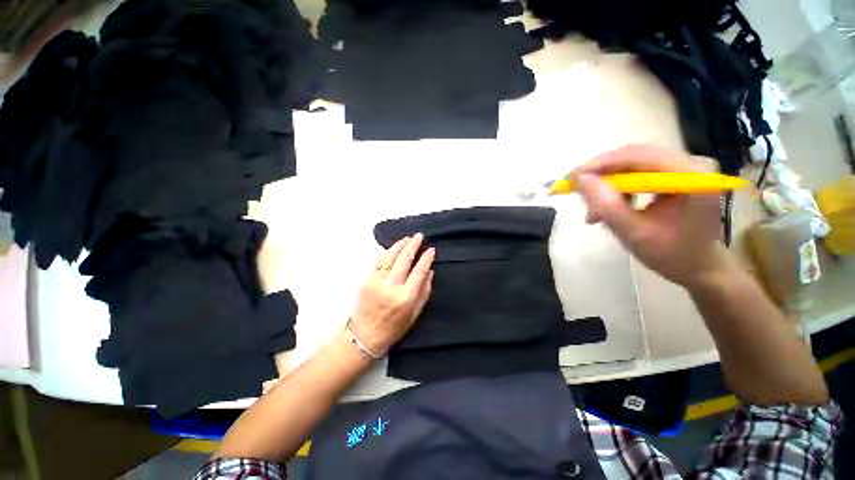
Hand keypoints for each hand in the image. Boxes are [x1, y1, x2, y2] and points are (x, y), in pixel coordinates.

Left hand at [349, 233, 434, 355]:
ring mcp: (377, 282)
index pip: (419, 271)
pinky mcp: (367, 280)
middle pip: (404, 259)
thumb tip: (429, 271)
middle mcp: (391, 287)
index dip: (426, 258)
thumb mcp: (415, 313)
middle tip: (419, 236)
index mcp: (406, 297)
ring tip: (407, 239)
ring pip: (390, 257)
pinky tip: (393, 248)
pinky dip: (387, 253)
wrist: (365, 335)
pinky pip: (379, 262)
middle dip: (413, 245)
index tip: (431, 249)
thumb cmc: (394, 327)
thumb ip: (424, 291)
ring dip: (399, 245)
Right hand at [571, 144, 732, 289]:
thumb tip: (580, 179)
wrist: (698, 266)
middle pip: (634, 156)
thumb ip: (607, 205)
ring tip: (593, 211)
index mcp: (691, 177)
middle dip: (601, 175)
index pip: (638, 156)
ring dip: (607, 185)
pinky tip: (609, 206)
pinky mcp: (675, 173)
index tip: (571, 179)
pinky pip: (637, 172)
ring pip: (632, 164)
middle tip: (576, 191)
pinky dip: (617, 188)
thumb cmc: (671, 255)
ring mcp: (683, 167)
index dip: (600, 164)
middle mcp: (691, 163)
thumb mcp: (633, 233)